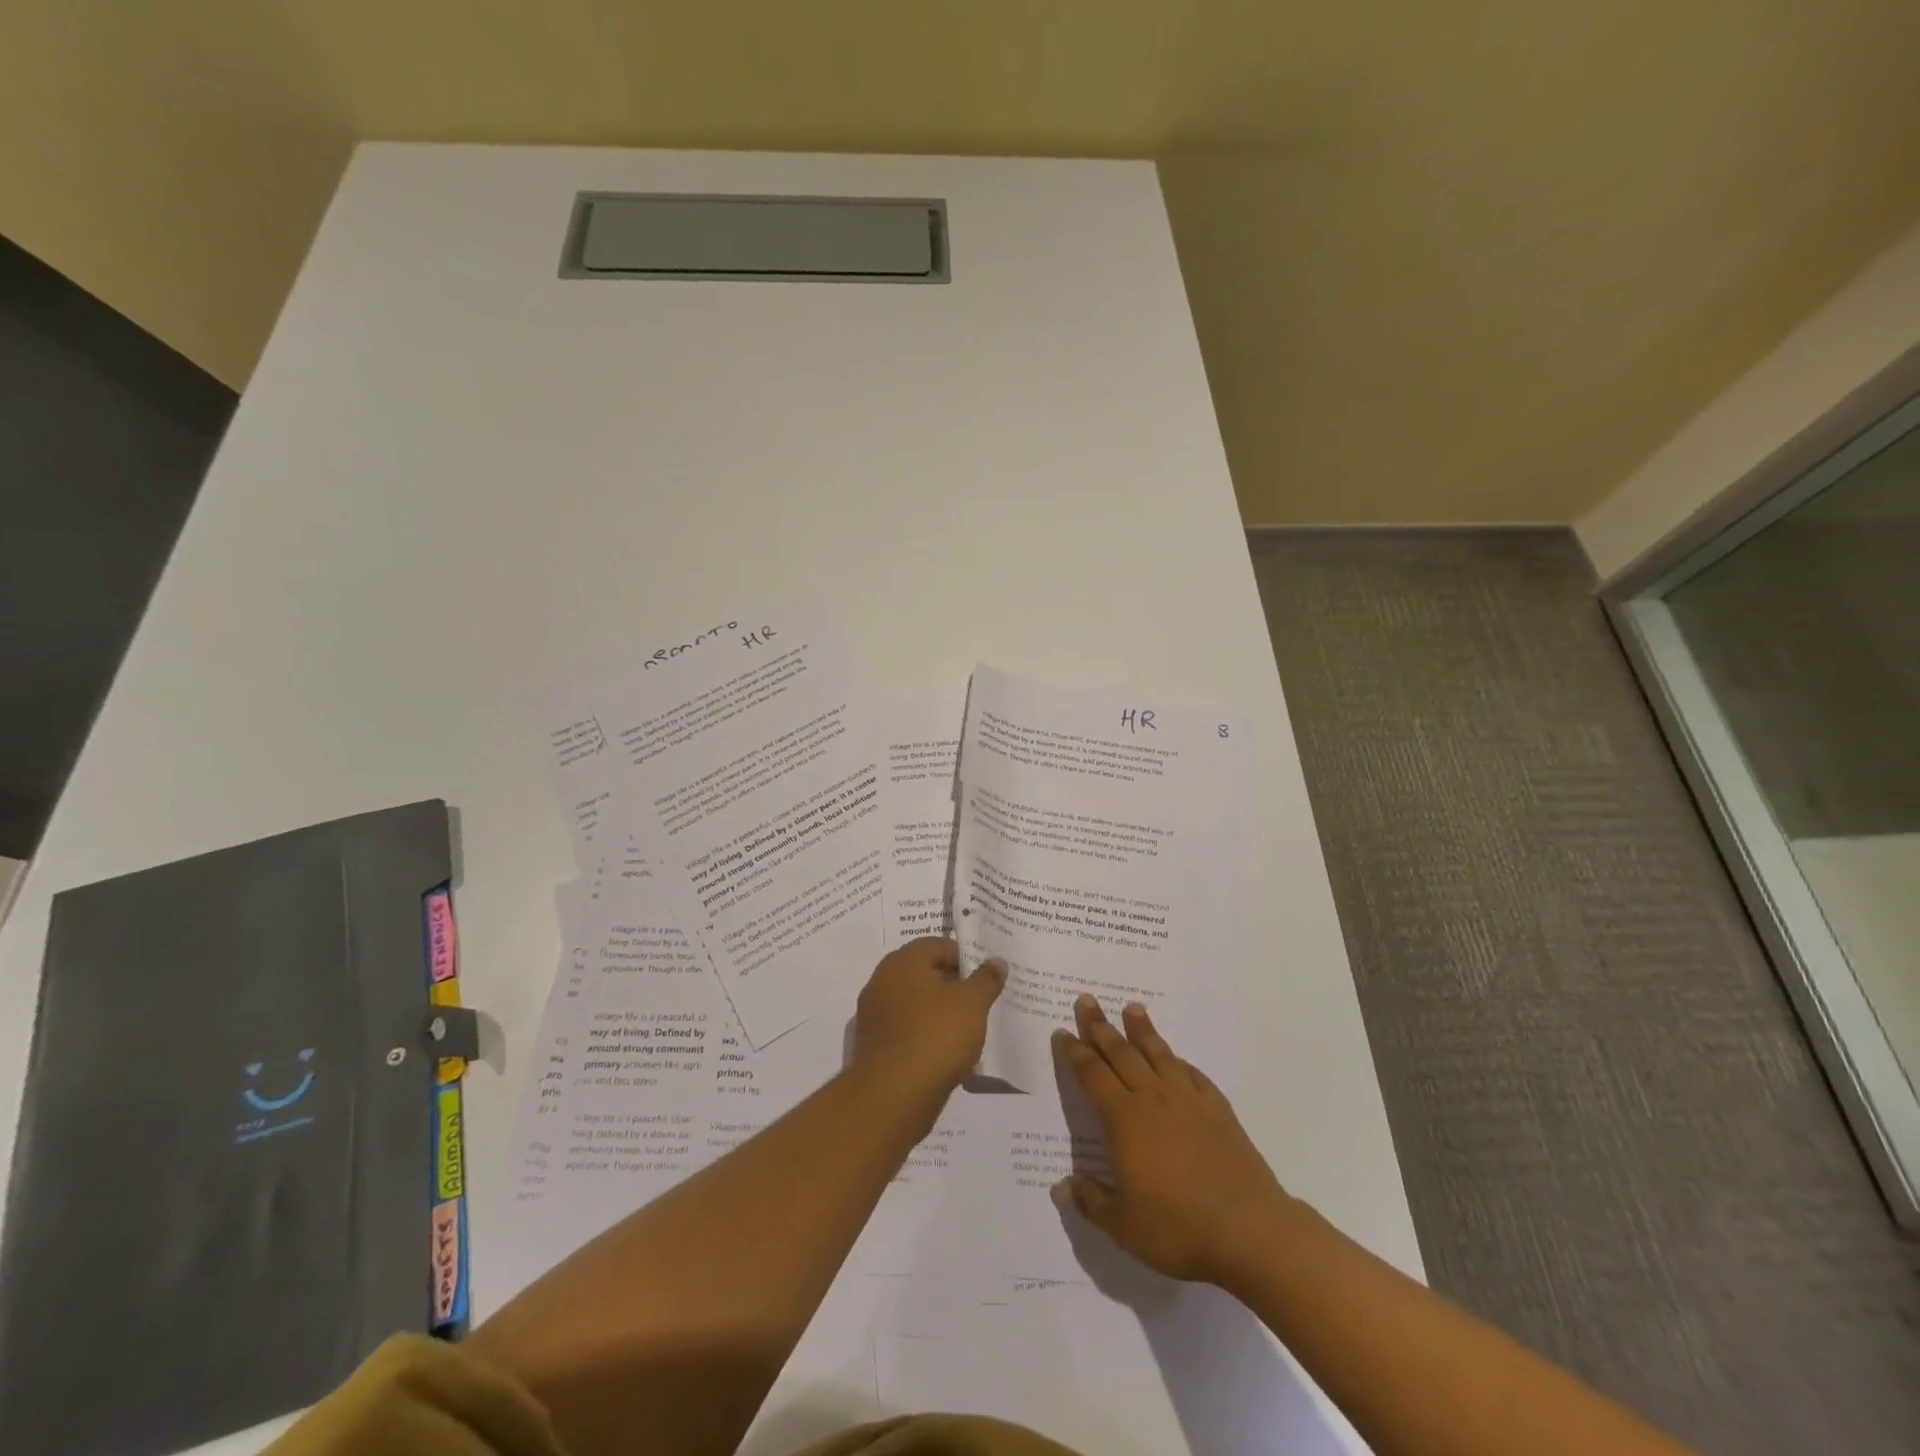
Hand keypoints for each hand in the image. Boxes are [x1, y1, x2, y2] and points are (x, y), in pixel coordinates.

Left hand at [852, 937, 1005, 1111]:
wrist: (892, 1097)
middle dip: (953, 985)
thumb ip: (986, 979)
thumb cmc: (935, 1037)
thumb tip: (996, 961)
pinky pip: (906, 1031)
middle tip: (980, 1001)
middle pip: (924, 974)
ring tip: (968, 1030)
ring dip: (940, 1013)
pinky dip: (926, 1036)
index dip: (964, 957)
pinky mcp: (874, 1046)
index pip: (937, 945)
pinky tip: (947, 1054)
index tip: (986, 977)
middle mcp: (882, 982)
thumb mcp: (972, 1004)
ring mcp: (874, 1015)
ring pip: (915, 1004)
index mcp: (902, 962)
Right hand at [1052, 995, 1293, 1283]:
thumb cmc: (1178, 1227)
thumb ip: (1092, 1202)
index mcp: (1124, 1120)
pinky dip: (1179, 1061)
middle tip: (1088, 1000)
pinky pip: (1193, 1074)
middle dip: (1101, 1027)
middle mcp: (1153, 1099)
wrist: (1249, 1230)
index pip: (1093, 1075)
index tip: (1063, 1032)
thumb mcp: (1124, 1226)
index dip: (1075, 1053)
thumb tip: (1063, 1187)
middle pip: (1122, 1053)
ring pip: (1158, 1054)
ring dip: (1142, 1030)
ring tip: (1132, 1008)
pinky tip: (1176, 1058)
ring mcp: (1189, 1101)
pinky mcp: (1218, 1110)